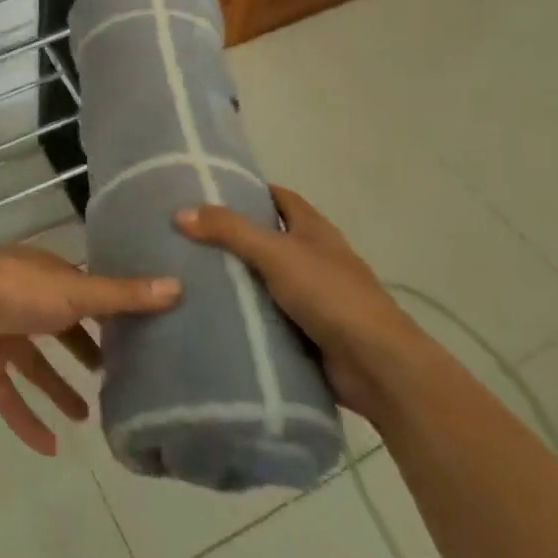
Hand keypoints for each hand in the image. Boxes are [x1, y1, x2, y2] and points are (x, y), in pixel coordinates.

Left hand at [0, 248, 179, 455]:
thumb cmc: (16, 292)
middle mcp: (21, 298)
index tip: (135, 334)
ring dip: (58, 388)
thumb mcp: (75, 292)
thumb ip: (122, 296)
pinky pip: (8, 395)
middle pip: (58, 326)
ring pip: (34, 363)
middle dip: (82, 349)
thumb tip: (178, 286)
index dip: (105, 311)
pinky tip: (50, 448)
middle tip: (112, 376)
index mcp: (43, 274)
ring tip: (88, 418)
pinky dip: (27, 419)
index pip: (80, 290)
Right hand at [176, 185, 426, 422]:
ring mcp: (313, 296)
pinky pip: (267, 315)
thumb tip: (179, 213)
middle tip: (184, 233)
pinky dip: (244, 314)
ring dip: (235, 278)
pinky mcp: (307, 332)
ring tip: (185, 272)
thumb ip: (229, 230)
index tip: (207, 190)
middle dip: (231, 235)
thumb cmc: (331, 295)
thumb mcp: (275, 253)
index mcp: (313, 229)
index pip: (277, 197)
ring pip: (264, 278)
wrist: (378, 367)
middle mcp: (314, 257)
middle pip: (266, 237)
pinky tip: (210, 313)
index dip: (247, 190)